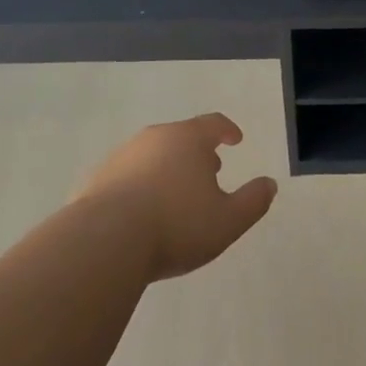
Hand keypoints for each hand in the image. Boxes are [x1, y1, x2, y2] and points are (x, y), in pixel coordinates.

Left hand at [74, 114, 276, 281]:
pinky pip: (127, 177)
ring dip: (168, 168)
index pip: (213, 124)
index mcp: (187, 139)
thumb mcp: (228, 220)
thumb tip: (269, 184)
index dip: (227, 130)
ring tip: (176, 194)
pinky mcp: (96, 180)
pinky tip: (143, 212)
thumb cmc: (176, 225)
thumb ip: (253, 201)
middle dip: (197, 152)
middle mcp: (153, 138)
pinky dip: (140, 186)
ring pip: (152, 155)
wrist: (104, 241)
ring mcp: (121, 157)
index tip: (235, 139)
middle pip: (180, 137)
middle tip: (209, 170)